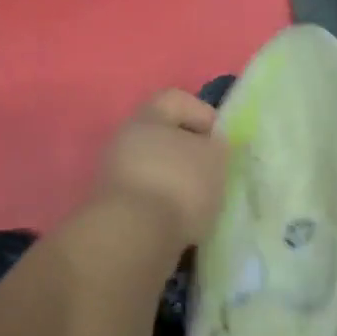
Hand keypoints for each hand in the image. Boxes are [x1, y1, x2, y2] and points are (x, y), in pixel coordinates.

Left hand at [92, 89, 230, 249]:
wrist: (135, 236)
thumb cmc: (180, 184)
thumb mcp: (215, 158)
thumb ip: (217, 146)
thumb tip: (209, 147)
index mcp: (147, 117)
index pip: (176, 99)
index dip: (203, 113)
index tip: (221, 139)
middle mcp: (125, 140)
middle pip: (164, 136)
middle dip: (191, 152)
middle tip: (214, 172)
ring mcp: (115, 175)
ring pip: (156, 169)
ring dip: (179, 182)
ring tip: (202, 202)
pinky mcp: (115, 208)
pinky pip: (149, 196)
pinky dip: (166, 205)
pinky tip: (183, 220)